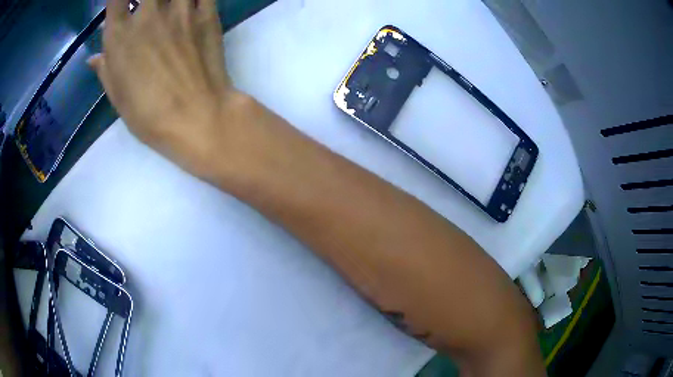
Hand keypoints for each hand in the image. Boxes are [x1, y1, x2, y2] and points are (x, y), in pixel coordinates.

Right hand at [90, 0, 245, 176]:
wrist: (196, 117)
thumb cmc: (149, 115)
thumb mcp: (118, 98)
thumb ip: (105, 71)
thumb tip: (93, 58)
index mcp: (120, 36)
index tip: (122, 5)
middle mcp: (149, 15)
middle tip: (147, 7)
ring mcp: (180, 11)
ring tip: (168, 7)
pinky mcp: (207, 15)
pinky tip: (191, 4)